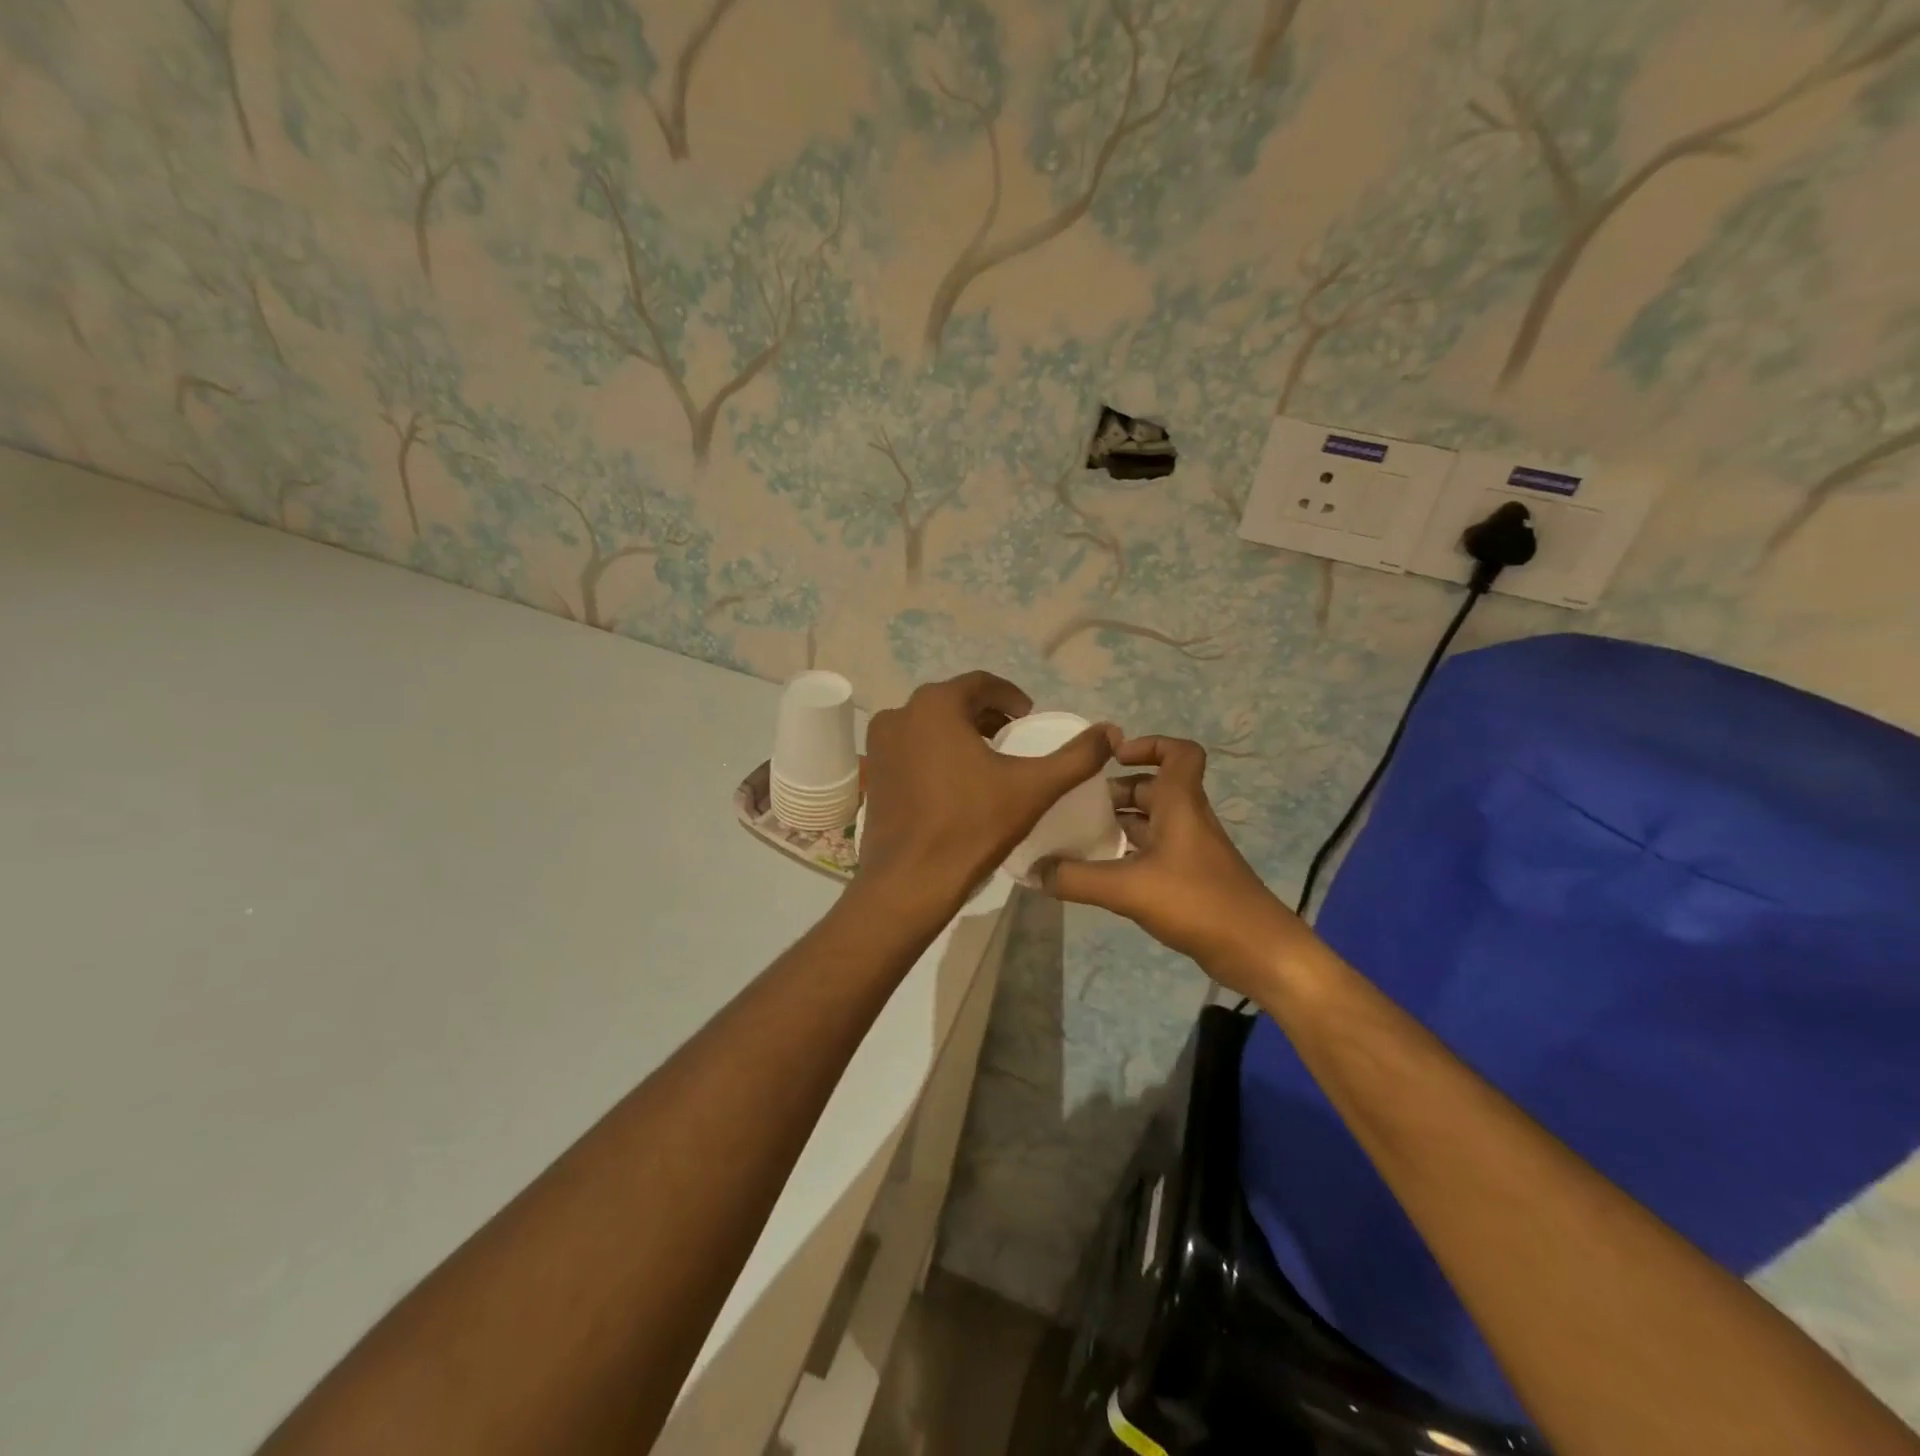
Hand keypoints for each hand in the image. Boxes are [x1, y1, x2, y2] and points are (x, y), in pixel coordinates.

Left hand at [856, 672, 1115, 912]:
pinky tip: (954, 784)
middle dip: (986, 716)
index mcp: (935, 705)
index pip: (981, 684)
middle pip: (953, 703)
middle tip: (1013, 738)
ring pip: (929, 726)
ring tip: (988, 760)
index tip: (1029, 718)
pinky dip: (935, 753)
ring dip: (960, 734)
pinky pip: (910, 749)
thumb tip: (1111, 730)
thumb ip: (1076, 757)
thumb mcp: (1033, 788)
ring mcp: (879, 745)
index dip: (1011, 697)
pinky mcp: (872, 774)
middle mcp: (900, 714)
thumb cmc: (971, 826)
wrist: (909, 882)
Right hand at [1041, 735, 1308, 999]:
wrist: (1257, 951)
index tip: (1113, 759)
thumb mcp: (1128, 888)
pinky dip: (1127, 852)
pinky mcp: (1189, 878)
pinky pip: (1153, 851)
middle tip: (1074, 804)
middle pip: (1152, 787)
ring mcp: (1190, 850)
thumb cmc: (1198, 902)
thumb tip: (1032, 871)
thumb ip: (1076, 878)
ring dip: (1118, 823)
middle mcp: (1186, 818)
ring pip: (1151, 821)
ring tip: (1077, 835)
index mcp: (1180, 804)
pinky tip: (1098, 870)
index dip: (1148, 744)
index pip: (1179, 752)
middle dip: (1114, 791)